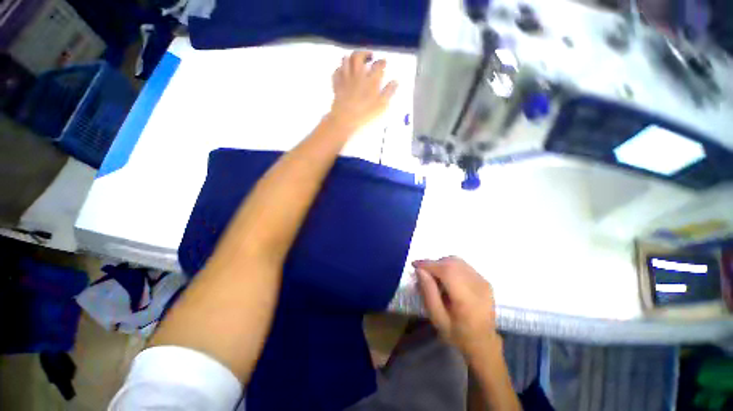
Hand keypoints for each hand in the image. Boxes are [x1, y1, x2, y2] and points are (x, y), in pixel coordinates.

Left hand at [328, 51, 397, 131]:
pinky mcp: (336, 85)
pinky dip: (340, 69)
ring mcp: (345, 78)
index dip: (382, 62)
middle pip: (359, 56)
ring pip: (346, 60)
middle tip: (370, 56)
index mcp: (370, 79)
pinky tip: (343, 71)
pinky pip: (336, 71)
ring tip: (356, 62)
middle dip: (365, 53)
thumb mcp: (381, 105)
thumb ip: (389, 92)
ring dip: (351, 58)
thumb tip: (395, 82)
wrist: (345, 120)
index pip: (378, 65)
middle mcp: (357, 75)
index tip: (384, 63)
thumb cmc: (365, 114)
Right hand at [413, 257, 499, 359]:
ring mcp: (483, 281)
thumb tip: (420, 270)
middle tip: (424, 273)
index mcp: (466, 298)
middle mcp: (478, 285)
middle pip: (452, 262)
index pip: (446, 270)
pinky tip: (448, 279)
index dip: (428, 264)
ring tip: (436, 277)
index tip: (414, 264)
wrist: (484, 343)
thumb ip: (428, 292)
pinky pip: (464, 265)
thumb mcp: (437, 318)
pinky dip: (451, 267)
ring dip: (442, 264)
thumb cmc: (457, 334)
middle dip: (434, 263)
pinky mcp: (485, 280)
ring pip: (458, 261)